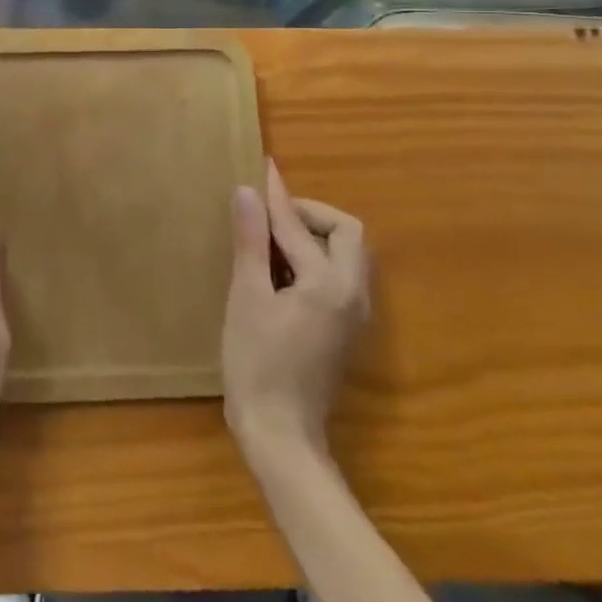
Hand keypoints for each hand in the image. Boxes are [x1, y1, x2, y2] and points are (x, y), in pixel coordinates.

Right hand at [222, 159, 368, 466]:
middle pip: (347, 233)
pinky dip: (316, 258)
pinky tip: (281, 269)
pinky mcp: (346, 329)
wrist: (281, 433)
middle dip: (310, 215)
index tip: (264, 169)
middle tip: (270, 215)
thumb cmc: (257, 363)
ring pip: (347, 254)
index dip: (278, 197)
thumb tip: (247, 192)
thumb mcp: (247, 297)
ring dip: (314, 236)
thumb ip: (251, 242)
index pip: (301, 226)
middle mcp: (353, 294)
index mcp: (328, 283)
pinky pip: (339, 275)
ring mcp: (354, 314)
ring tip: (271, 237)